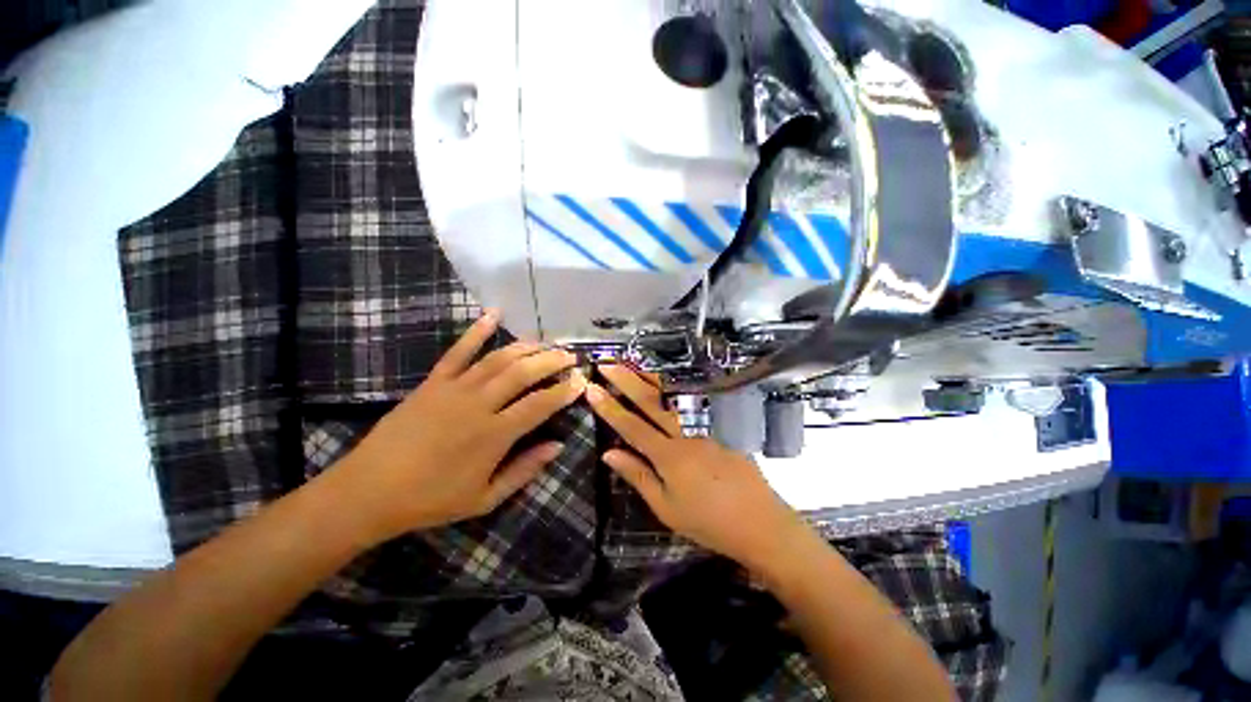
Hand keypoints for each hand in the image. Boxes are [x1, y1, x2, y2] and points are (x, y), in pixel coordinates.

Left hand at [334, 311, 585, 541]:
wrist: (368, 492)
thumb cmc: (431, 500)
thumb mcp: (485, 499)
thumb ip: (524, 470)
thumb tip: (558, 446)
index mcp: (493, 435)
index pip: (540, 404)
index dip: (564, 390)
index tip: (581, 380)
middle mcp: (478, 405)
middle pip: (523, 374)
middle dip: (551, 361)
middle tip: (570, 355)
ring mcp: (454, 389)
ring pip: (498, 359)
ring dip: (526, 348)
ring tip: (545, 343)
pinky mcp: (433, 382)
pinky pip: (458, 351)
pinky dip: (476, 331)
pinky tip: (493, 314)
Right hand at [586, 365, 811, 573]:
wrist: (759, 522)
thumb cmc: (708, 522)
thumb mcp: (666, 508)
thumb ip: (638, 476)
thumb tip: (608, 454)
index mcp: (668, 456)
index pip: (631, 426)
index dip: (609, 407)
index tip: (592, 388)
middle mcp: (685, 434)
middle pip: (651, 402)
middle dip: (626, 381)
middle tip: (607, 364)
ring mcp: (705, 427)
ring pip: (673, 396)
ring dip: (650, 378)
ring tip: (632, 363)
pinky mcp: (720, 426)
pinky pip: (693, 402)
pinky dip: (676, 387)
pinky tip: (668, 379)